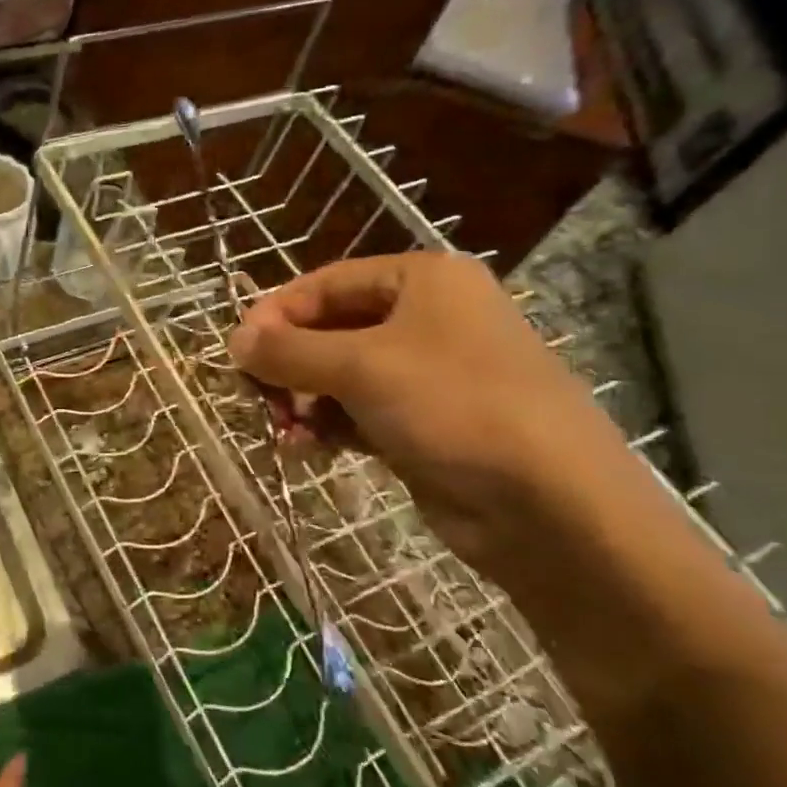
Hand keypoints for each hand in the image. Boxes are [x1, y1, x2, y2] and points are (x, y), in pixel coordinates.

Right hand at [229, 253, 647, 581]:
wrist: (551, 506)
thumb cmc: (454, 406)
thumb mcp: (361, 367)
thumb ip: (289, 350)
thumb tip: (234, 340)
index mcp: (422, 281)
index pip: (326, 283)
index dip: (276, 314)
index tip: (236, 352)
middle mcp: (427, 319)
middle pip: (331, 330)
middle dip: (289, 365)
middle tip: (256, 398)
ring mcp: (429, 375)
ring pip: (341, 376)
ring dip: (304, 401)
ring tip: (283, 432)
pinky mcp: (426, 425)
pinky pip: (359, 413)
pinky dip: (328, 427)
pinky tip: (306, 449)